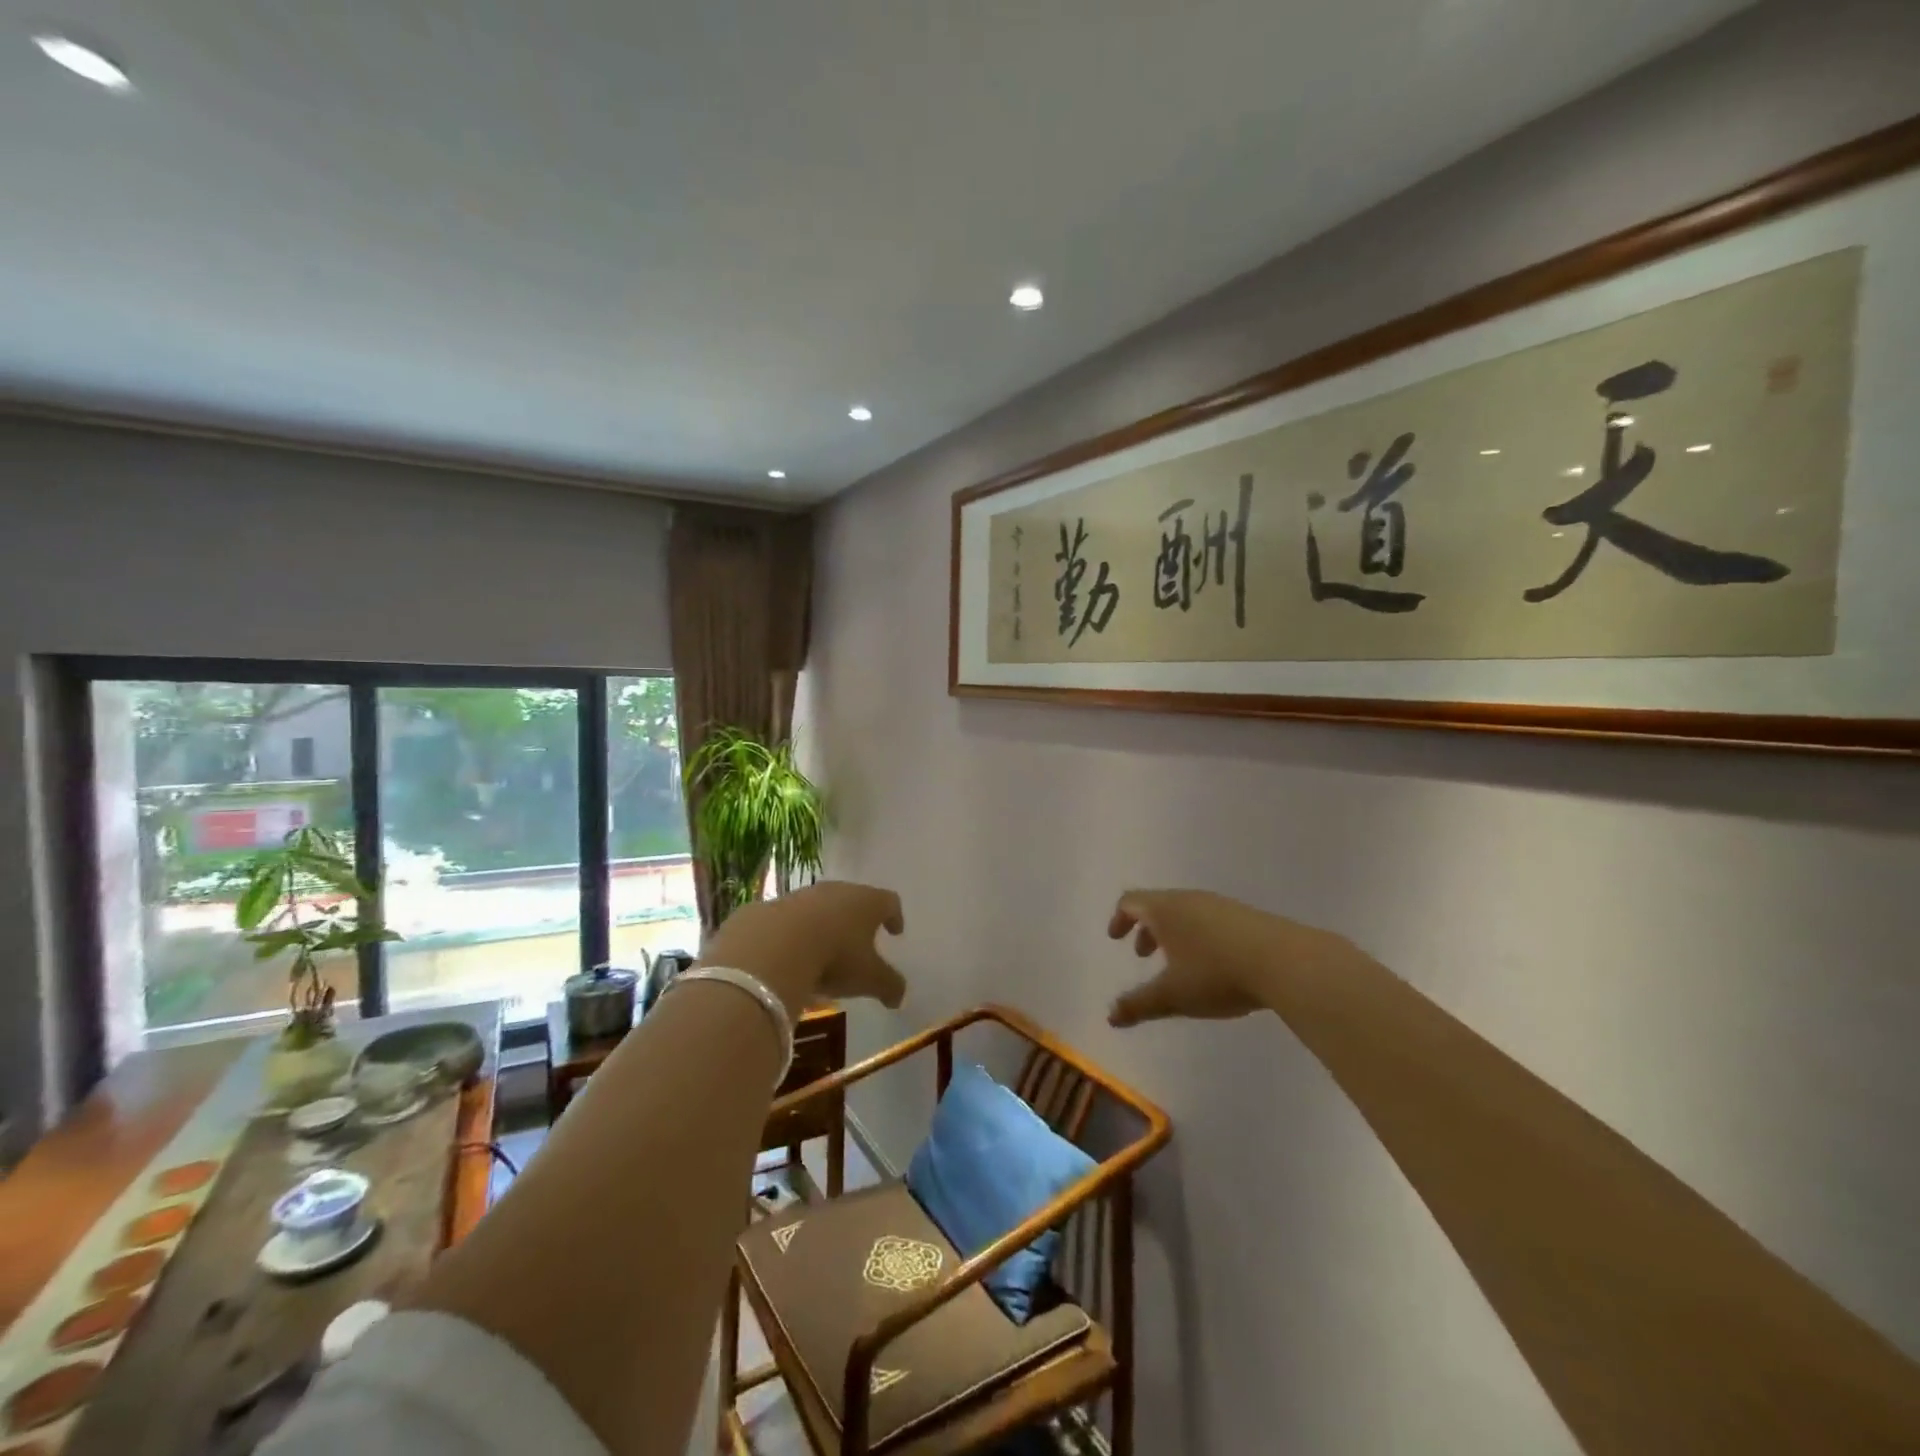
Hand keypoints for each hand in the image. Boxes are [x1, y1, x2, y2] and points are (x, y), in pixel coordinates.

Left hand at [698, 881, 906, 1017]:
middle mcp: (838, 891)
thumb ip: (889, 986)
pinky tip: (791, 955)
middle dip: (858, 919)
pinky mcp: (772, 906)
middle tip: (860, 940)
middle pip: (854, 899)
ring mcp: (803, 896)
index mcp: (867, 902)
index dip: (894, 916)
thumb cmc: (835, 957)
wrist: (774, 946)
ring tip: (823, 951)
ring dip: (824, 925)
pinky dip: (794, 933)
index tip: (896, 931)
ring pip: (820, 907)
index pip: (889, 902)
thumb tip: (899, 997)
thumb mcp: (869, 979)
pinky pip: (790, 919)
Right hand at [1106, 889, 1352, 1026]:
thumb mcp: (1173, 995)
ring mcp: (1221, 906)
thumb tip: (1110, 1016)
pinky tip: (1215, 965)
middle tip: (1145, 955)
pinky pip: (1211, 920)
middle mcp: (1189, 900)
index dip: (1119, 918)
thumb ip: (1139, 1004)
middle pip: (1158, 905)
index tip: (1116, 939)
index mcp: (1165, 910)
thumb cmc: (1216, 974)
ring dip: (1174, 934)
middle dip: (1147, 929)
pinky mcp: (1247, 917)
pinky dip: (1199, 936)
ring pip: (1186, 912)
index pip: (1131, 902)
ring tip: (1180, 965)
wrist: (1285, 962)